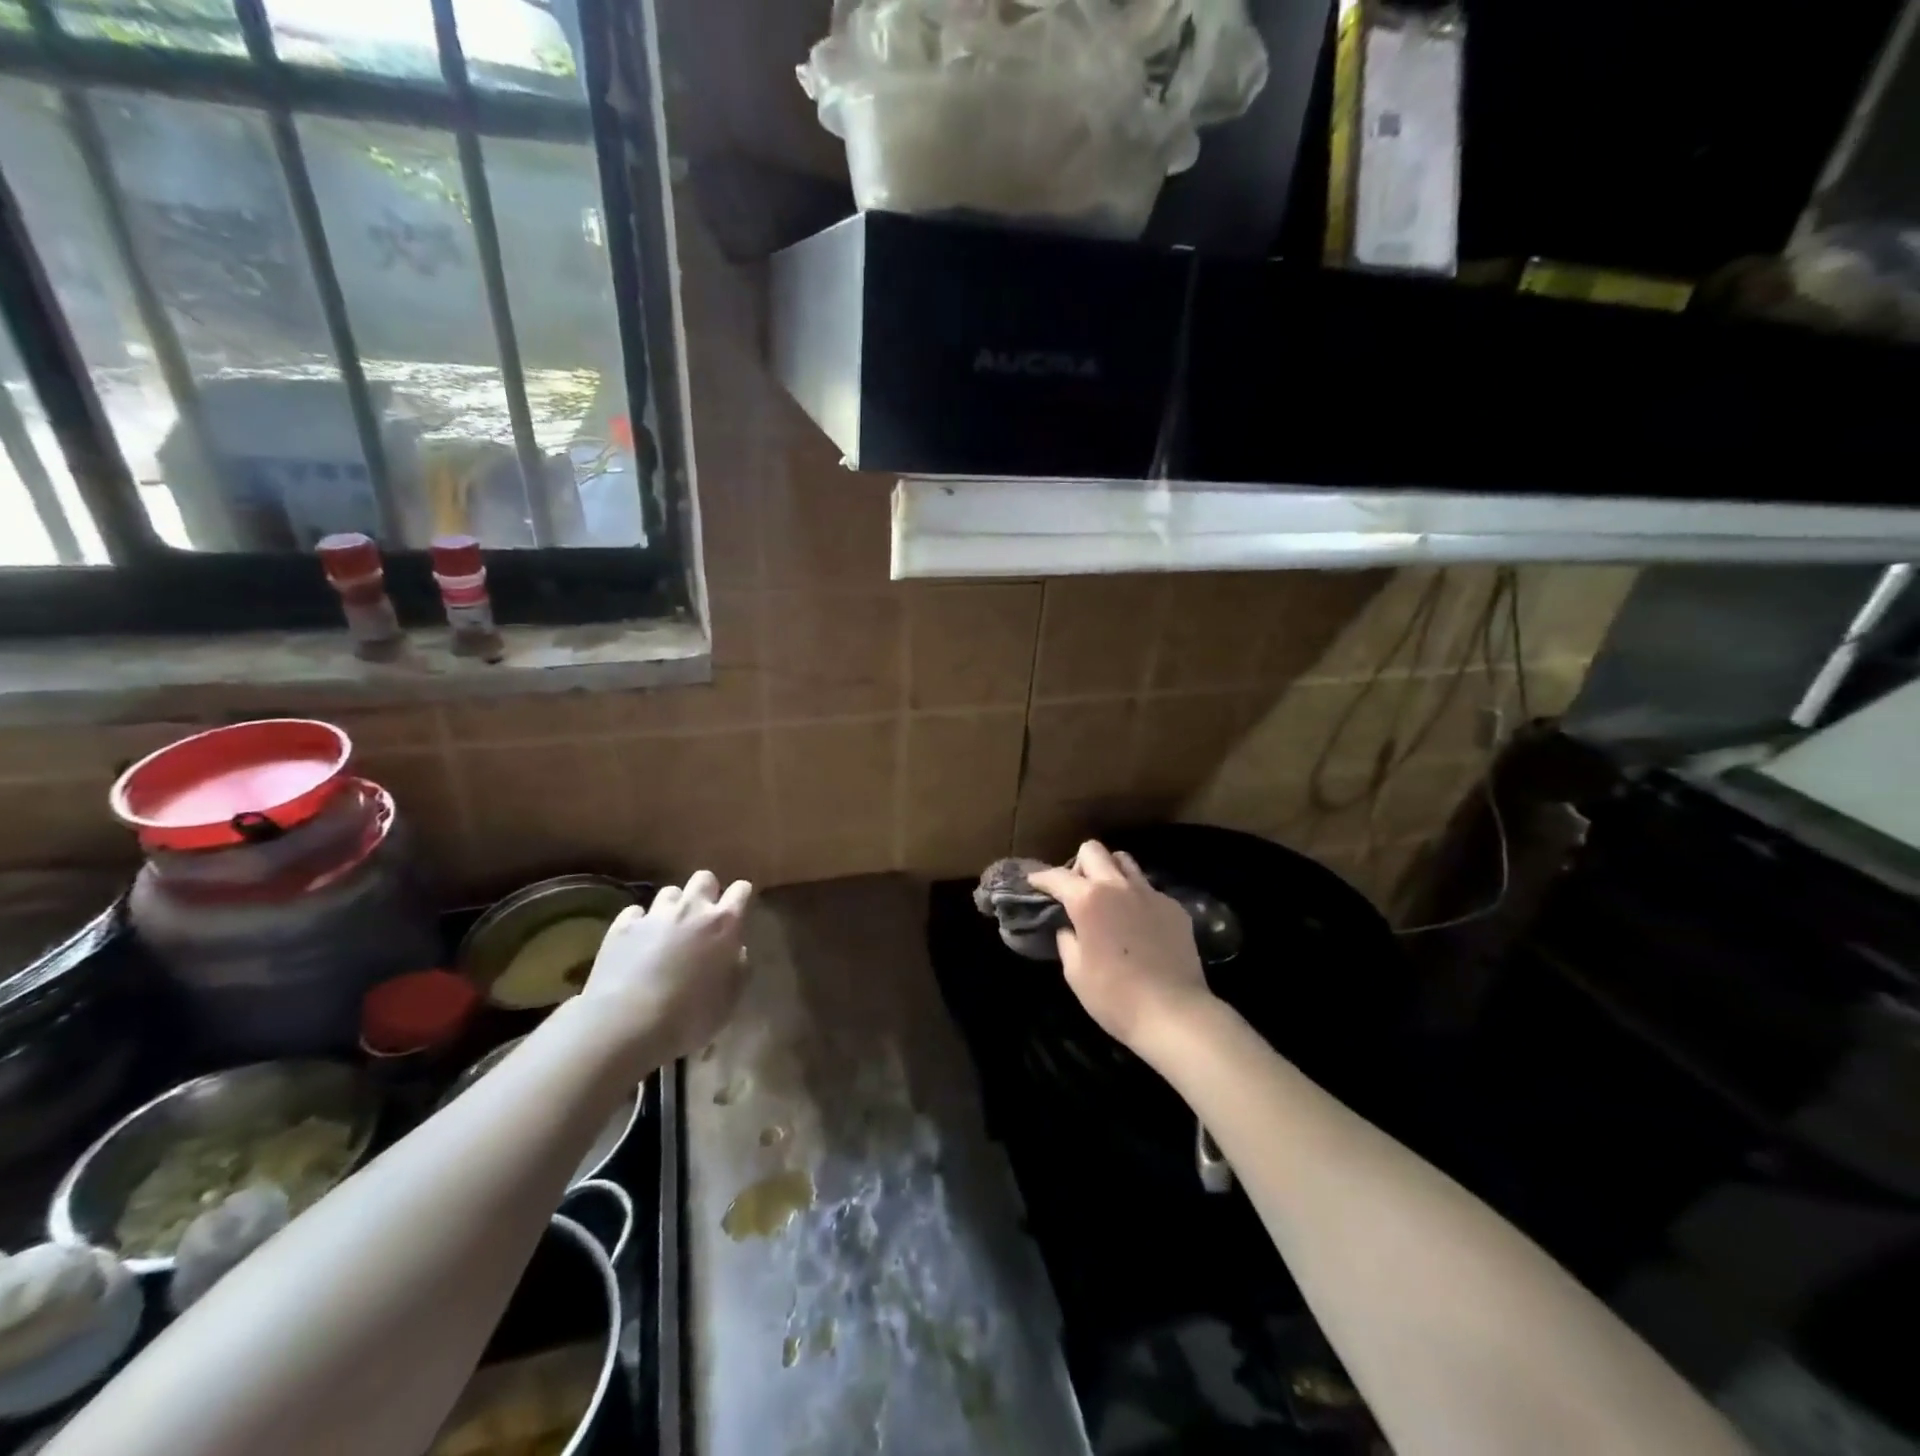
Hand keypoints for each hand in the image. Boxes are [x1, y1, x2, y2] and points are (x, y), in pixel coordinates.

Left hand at [581, 870, 752, 1067]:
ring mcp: (654, 915)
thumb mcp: (730, 1000)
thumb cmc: (689, 1016)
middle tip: (703, 917)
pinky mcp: (622, 926)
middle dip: (707, 891)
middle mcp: (691, 909)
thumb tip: (735, 950)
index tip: (740, 910)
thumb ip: (738, 967)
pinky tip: (637, 942)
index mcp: (724, 923)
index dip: (742, 897)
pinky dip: (640, 923)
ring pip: (669, 892)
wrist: (627, 1025)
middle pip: (704, 878)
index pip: (741, 890)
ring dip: (673, 907)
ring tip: (668, 930)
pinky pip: (636, 912)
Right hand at [1029, 842, 1213, 1061]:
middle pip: (1094, 850)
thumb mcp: (1075, 971)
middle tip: (1075, 889)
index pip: (1057, 876)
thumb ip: (1067, 939)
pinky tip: (1137, 923)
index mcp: (1088, 899)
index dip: (1041, 878)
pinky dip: (1136, 897)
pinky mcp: (1174, 907)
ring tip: (1107, 897)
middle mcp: (1119, 886)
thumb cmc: (1114, 996)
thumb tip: (1070, 927)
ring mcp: (1150, 894)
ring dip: (1110, 871)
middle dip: (1078, 864)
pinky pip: (1149, 889)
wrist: (1174, 1013)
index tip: (1034, 882)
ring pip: (1125, 862)